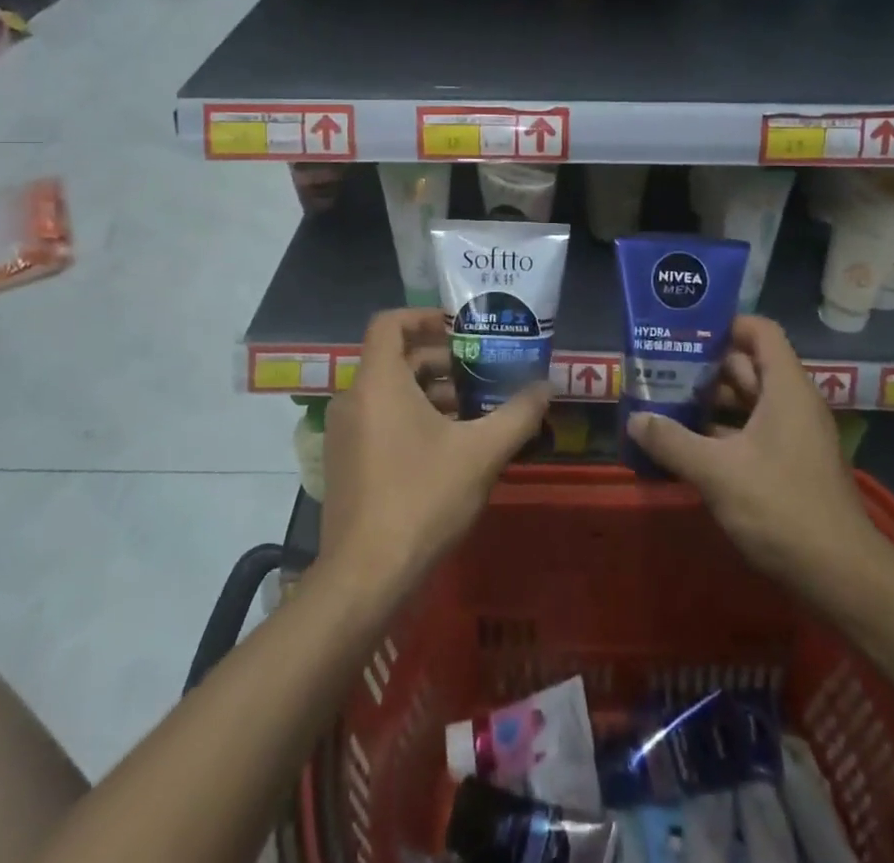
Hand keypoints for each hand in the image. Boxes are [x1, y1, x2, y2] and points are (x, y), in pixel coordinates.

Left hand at [321, 309, 549, 590]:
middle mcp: (354, 399)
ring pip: (390, 392)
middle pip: (396, 359)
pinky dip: (412, 418)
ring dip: (430, 392)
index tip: (461, 329)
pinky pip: (380, 420)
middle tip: (482, 372)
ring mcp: (346, 433)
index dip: (424, 317)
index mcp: (378, 382)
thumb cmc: (422, 499)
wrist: (364, 577)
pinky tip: (450, 446)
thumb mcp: (481, 453)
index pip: (389, 323)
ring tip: (475, 410)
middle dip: (441, 361)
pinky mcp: (346, 462)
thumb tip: (547, 386)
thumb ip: (517, 414)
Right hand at [626, 316, 887, 602]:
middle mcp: (794, 404)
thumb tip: (634, 420)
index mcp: (786, 389)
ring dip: (712, 402)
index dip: (726, 324)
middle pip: (750, 366)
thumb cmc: (782, 508)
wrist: (842, 578)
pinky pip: (754, 432)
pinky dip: (723, 433)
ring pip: (750, 402)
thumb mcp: (718, 472)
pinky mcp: (792, 466)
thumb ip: (673, 442)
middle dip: (707, 366)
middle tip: (663, 367)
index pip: (760, 331)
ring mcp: (795, 437)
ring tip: (667, 402)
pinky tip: (689, 447)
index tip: (686, 332)